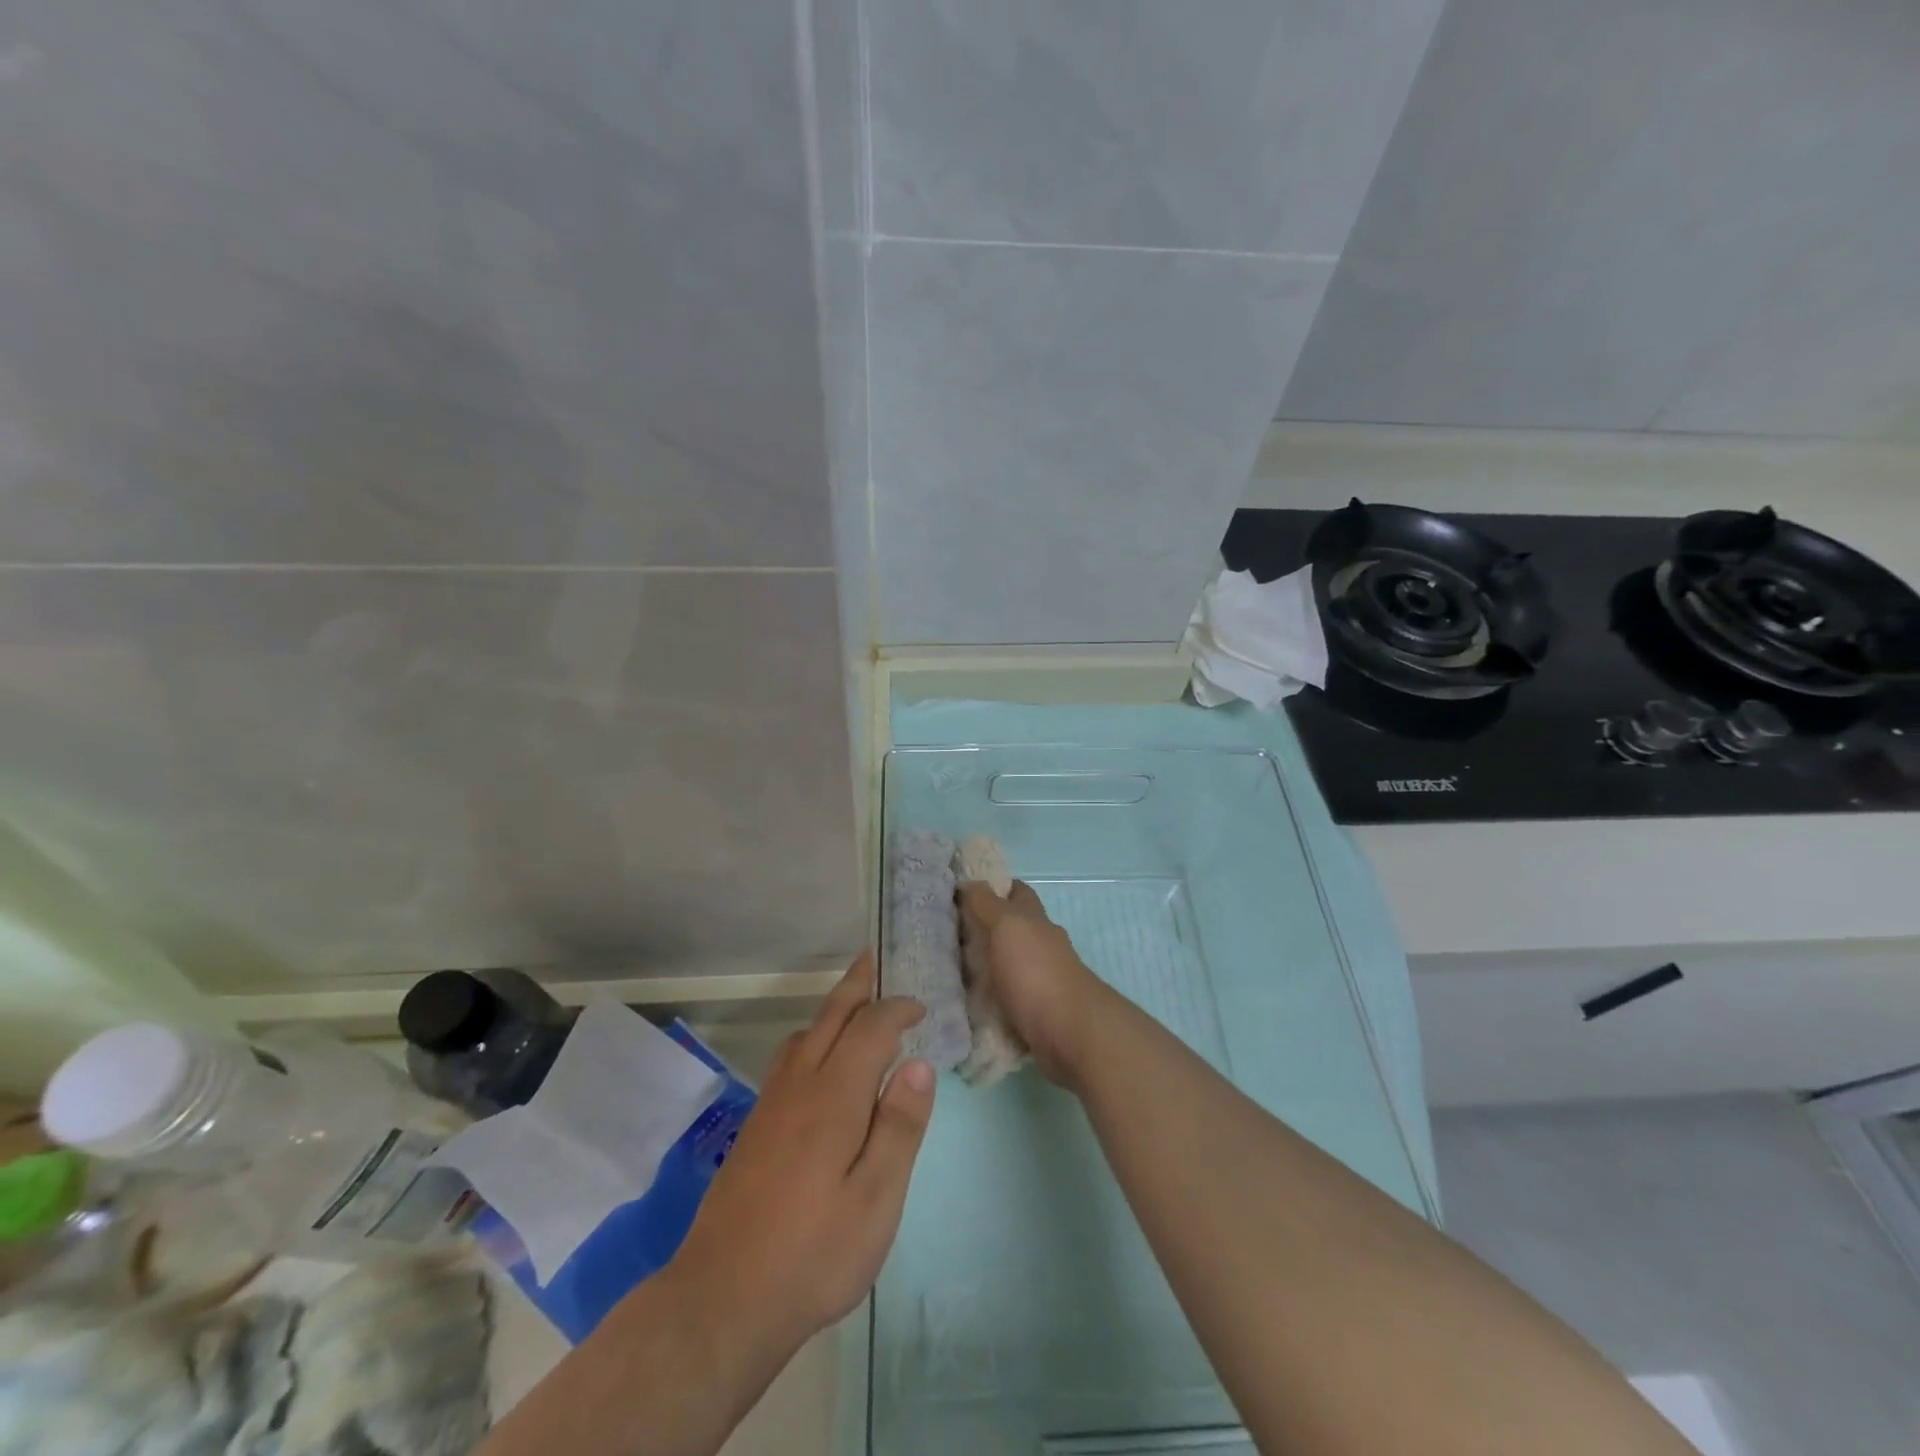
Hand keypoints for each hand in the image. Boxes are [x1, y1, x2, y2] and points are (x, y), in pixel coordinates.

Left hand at [664, 952, 934, 1361]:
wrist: (722, 1298)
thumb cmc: (814, 1253)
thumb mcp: (876, 1200)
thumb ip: (899, 1127)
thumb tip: (920, 1065)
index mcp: (834, 1096)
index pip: (871, 1029)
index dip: (896, 1009)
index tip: (920, 1008)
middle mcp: (800, 1085)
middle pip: (830, 1016)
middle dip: (856, 985)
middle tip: (874, 958)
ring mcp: (771, 1104)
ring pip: (803, 1034)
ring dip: (832, 1010)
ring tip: (854, 1006)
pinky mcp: (755, 1126)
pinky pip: (788, 1058)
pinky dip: (811, 1038)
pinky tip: (818, 1062)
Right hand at [958, 880, 1106, 1085]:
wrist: (1071, 1033)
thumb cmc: (1036, 972)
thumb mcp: (1007, 926)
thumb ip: (987, 904)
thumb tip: (969, 883)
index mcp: (1035, 920)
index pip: (1016, 892)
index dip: (993, 887)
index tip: (960, 893)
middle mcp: (1041, 946)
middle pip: (1011, 930)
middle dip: (982, 930)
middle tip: (943, 935)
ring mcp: (1040, 981)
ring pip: (1007, 965)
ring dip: (984, 967)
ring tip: (946, 972)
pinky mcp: (1036, 1014)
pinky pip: (1006, 1000)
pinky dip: (988, 1000)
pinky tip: (965, 1006)